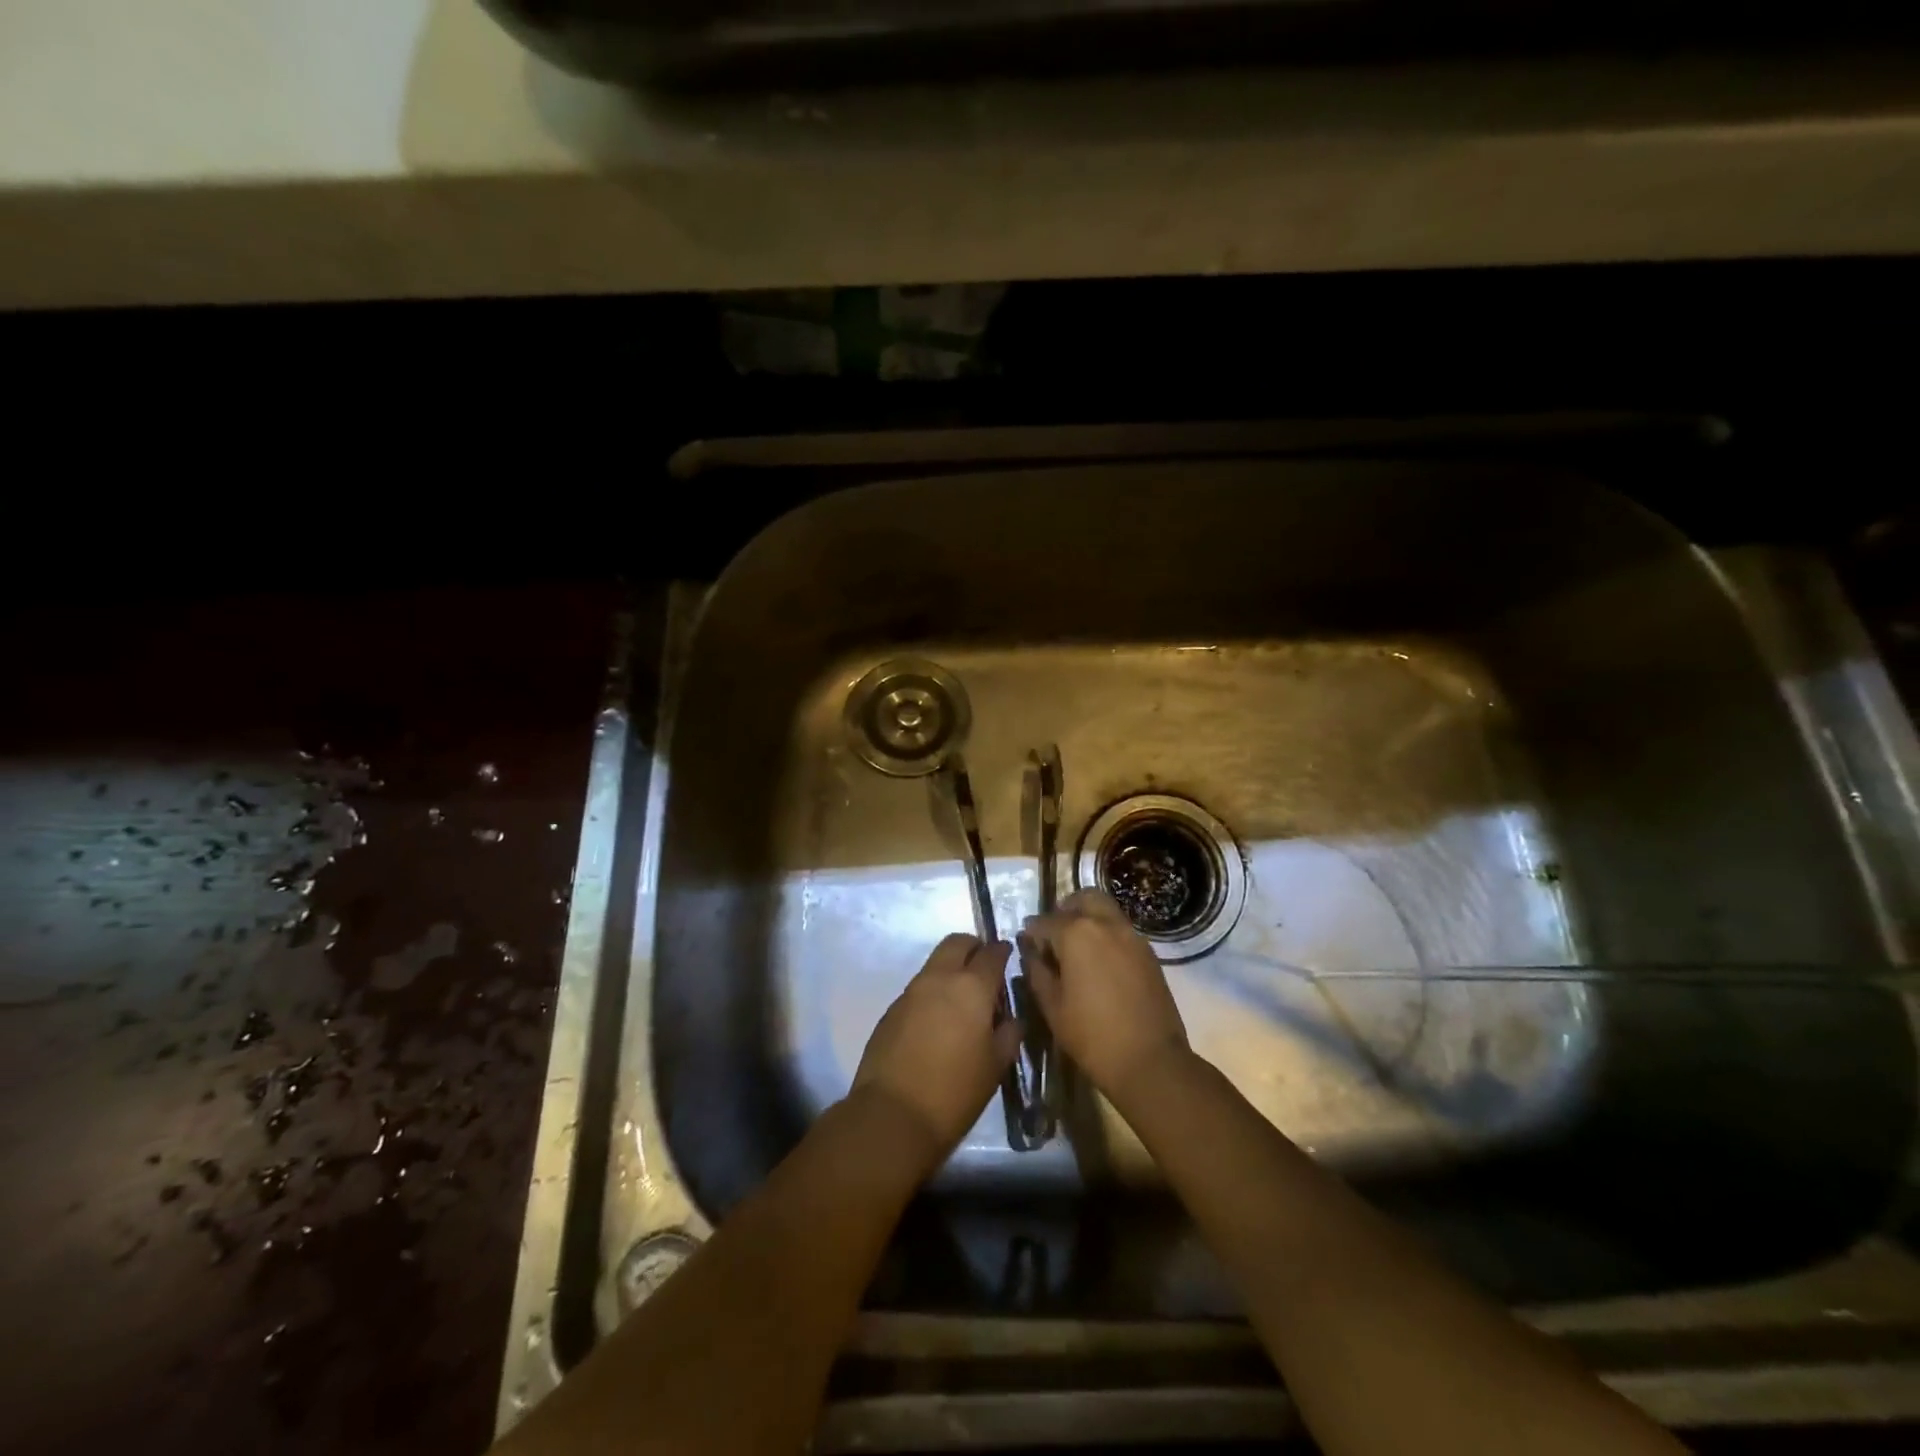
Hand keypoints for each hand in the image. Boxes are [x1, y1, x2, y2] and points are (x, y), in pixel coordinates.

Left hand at [852, 933, 1022, 1167]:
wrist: (893, 1114)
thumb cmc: (955, 1091)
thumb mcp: (995, 1066)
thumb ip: (1008, 1034)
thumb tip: (1011, 1018)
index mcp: (971, 987)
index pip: (991, 954)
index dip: (1002, 951)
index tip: (1008, 955)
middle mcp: (939, 978)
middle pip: (956, 943)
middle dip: (973, 947)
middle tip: (984, 967)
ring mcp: (911, 992)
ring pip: (935, 963)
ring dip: (951, 969)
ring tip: (963, 999)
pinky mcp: (892, 1009)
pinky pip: (918, 988)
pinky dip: (932, 992)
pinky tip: (938, 1021)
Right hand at [1020, 888, 1190, 1104]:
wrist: (1151, 1061)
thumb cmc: (1092, 1036)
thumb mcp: (1053, 1007)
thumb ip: (1037, 972)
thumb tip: (1031, 953)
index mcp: (1076, 933)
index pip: (1045, 921)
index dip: (1031, 932)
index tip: (1026, 944)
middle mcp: (1105, 924)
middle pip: (1082, 899)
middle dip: (1065, 910)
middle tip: (1054, 934)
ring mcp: (1132, 936)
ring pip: (1105, 910)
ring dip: (1088, 918)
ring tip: (1077, 948)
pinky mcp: (1149, 952)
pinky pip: (1121, 929)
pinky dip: (1106, 933)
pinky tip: (1099, 962)